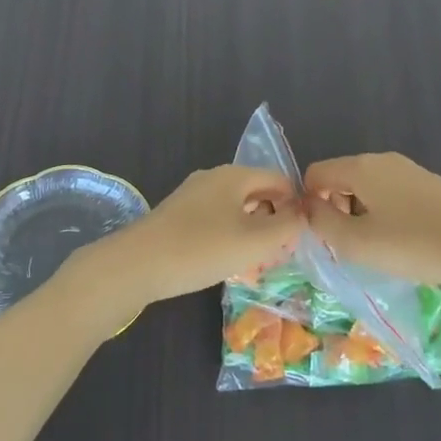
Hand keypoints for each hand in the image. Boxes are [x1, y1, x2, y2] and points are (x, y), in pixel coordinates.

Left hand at [68, 166, 300, 328]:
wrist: (136, 264)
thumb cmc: (201, 249)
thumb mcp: (254, 242)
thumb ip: (286, 227)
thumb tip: (300, 216)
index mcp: (234, 175)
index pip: (279, 179)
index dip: (296, 203)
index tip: (304, 234)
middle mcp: (213, 178)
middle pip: (256, 192)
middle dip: (274, 219)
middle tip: (284, 251)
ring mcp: (192, 196)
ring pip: (235, 208)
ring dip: (252, 231)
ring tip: (260, 262)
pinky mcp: (177, 216)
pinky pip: (215, 220)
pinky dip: (230, 236)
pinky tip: (228, 263)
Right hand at [305, 152, 440, 299]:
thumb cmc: (412, 244)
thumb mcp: (357, 243)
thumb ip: (322, 224)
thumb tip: (309, 209)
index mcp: (360, 167)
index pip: (315, 173)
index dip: (308, 202)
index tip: (319, 235)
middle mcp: (382, 160)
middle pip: (341, 178)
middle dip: (334, 209)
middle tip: (345, 246)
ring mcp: (409, 170)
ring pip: (367, 187)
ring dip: (359, 214)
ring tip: (373, 248)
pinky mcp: (429, 185)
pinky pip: (390, 194)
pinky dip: (383, 214)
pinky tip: (400, 241)